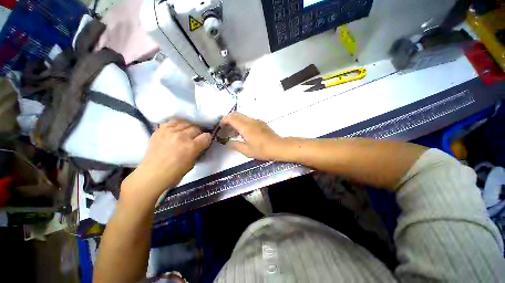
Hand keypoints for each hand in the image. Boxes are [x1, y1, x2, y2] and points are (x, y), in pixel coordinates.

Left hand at [122, 119, 211, 200]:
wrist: (152, 174)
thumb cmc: (175, 173)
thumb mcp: (193, 163)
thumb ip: (198, 151)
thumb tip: (201, 144)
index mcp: (191, 146)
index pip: (206, 136)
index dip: (208, 138)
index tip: (206, 141)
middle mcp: (182, 136)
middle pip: (197, 128)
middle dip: (199, 133)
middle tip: (196, 138)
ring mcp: (170, 131)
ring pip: (186, 123)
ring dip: (189, 128)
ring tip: (187, 133)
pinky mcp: (160, 130)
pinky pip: (173, 122)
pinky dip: (178, 125)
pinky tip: (178, 130)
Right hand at [220, 112, 284, 159]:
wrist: (278, 147)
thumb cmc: (262, 150)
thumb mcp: (246, 151)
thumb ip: (235, 145)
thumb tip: (227, 142)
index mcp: (246, 127)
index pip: (231, 118)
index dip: (224, 120)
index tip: (220, 126)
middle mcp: (251, 121)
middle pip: (236, 114)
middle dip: (228, 119)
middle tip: (225, 128)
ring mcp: (257, 121)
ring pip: (242, 116)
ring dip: (235, 121)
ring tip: (233, 132)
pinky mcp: (261, 123)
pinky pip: (248, 119)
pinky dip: (242, 123)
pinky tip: (243, 132)